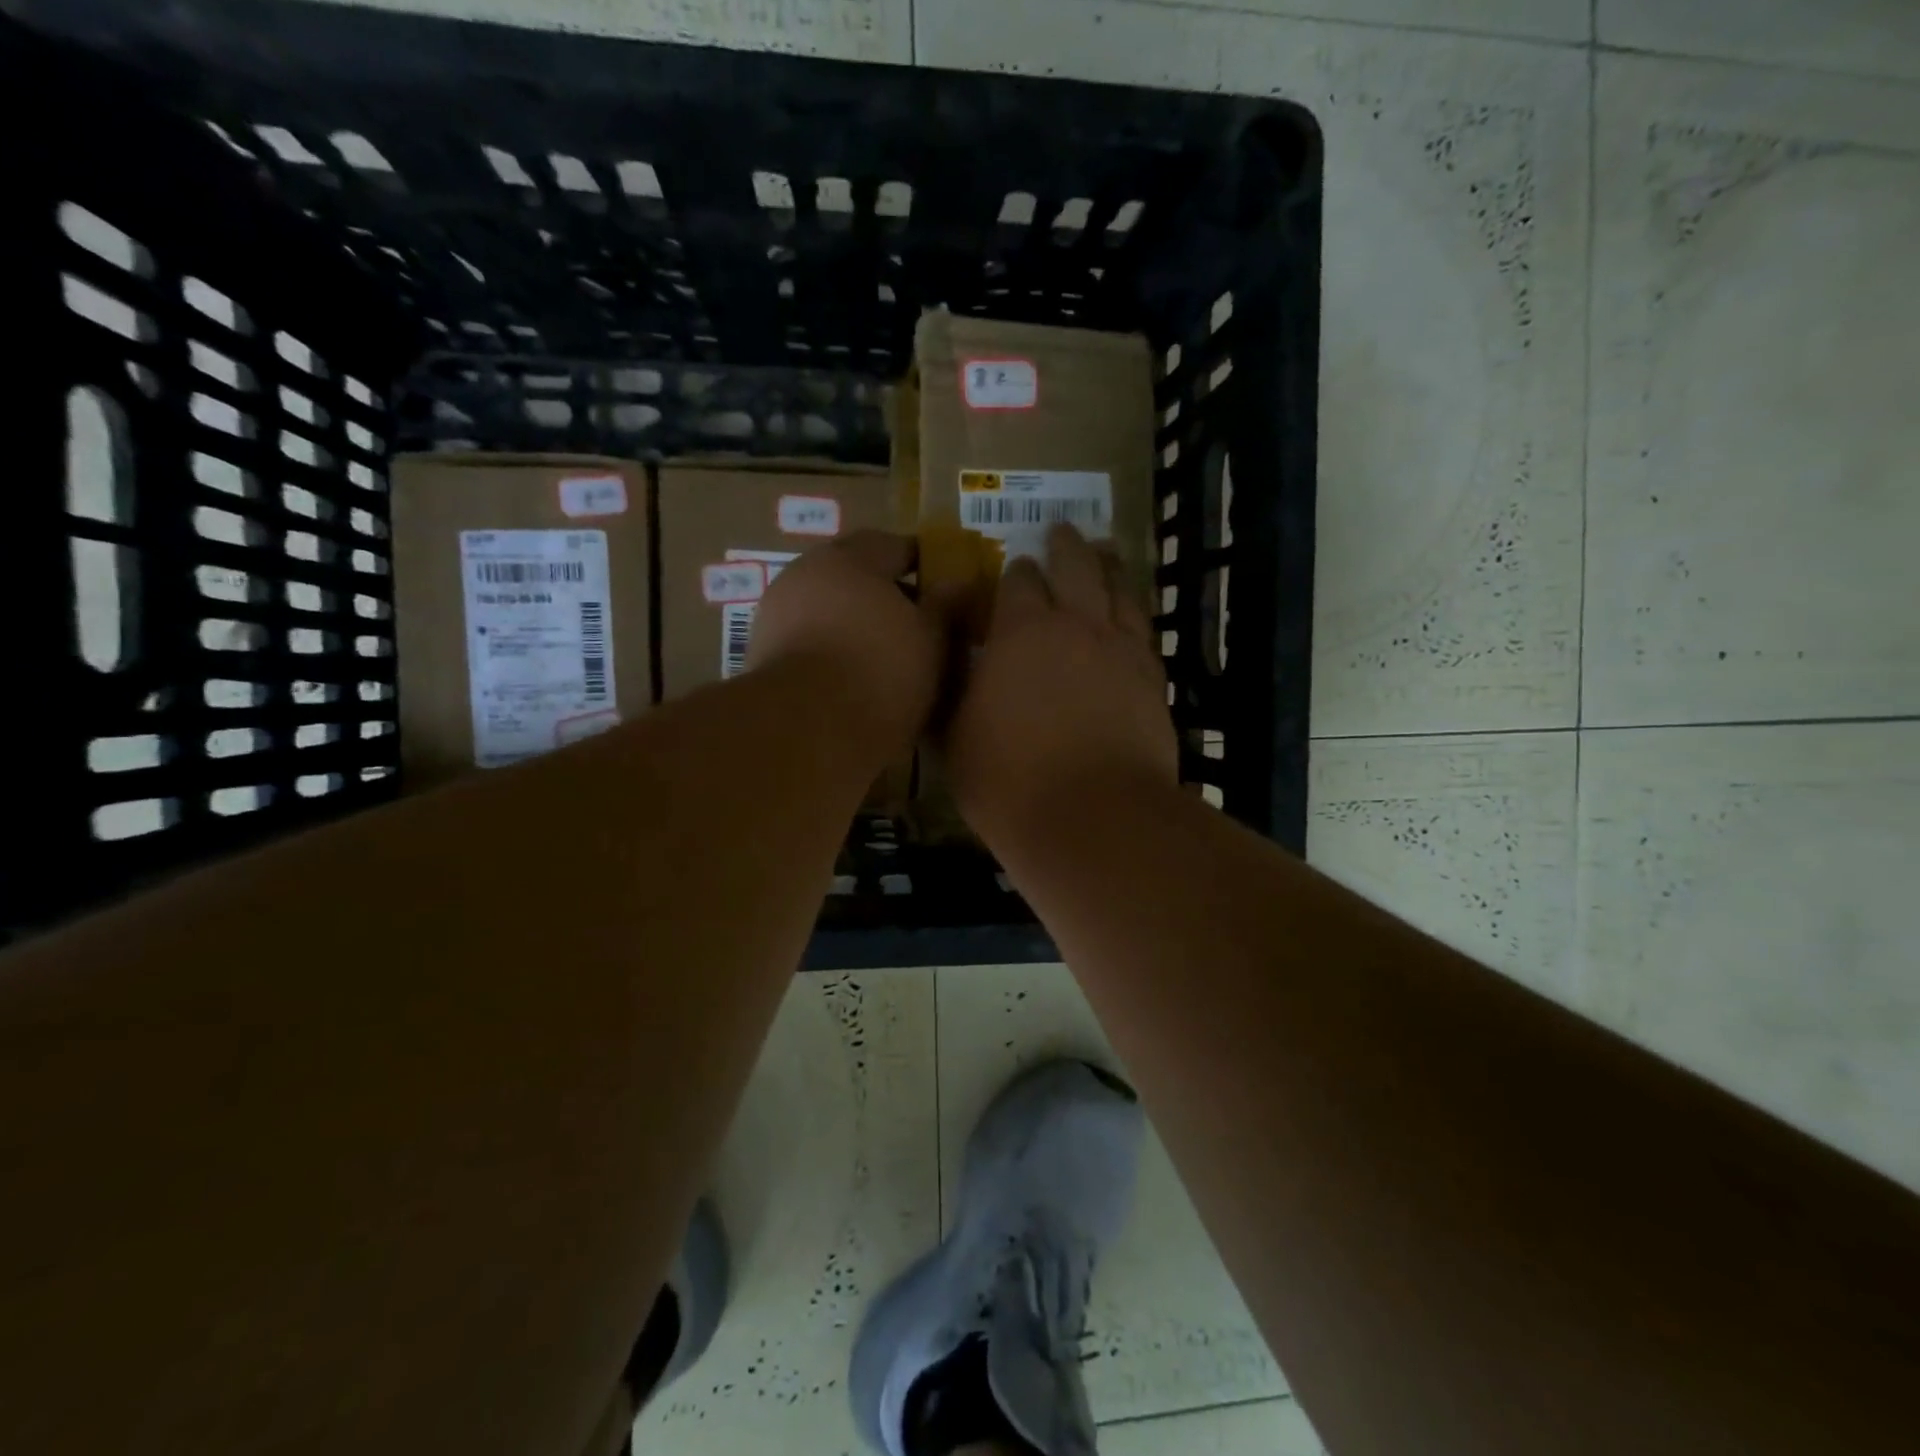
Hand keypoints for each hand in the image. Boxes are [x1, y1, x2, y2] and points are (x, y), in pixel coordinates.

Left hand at [747, 531, 944, 759]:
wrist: (807, 730)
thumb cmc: (881, 671)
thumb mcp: (932, 638)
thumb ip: (946, 605)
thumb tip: (959, 582)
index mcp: (849, 558)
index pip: (894, 546)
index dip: (924, 564)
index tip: (944, 587)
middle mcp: (805, 574)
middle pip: (854, 576)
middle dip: (886, 596)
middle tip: (917, 625)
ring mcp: (776, 615)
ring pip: (828, 611)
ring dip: (855, 626)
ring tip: (887, 657)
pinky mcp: (761, 656)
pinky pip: (809, 643)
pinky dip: (831, 652)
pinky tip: (852, 679)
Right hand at [944, 524, 1176, 843]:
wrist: (1094, 818)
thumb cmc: (1009, 779)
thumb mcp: (955, 736)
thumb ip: (952, 690)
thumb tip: (949, 661)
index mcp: (1022, 631)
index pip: (1018, 582)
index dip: (1013, 572)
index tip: (1010, 570)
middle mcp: (1077, 625)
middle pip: (1076, 567)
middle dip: (1065, 546)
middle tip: (1061, 531)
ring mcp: (1123, 651)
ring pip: (1120, 590)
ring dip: (1109, 565)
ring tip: (1105, 549)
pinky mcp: (1154, 681)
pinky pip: (1145, 631)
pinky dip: (1135, 612)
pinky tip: (1133, 614)